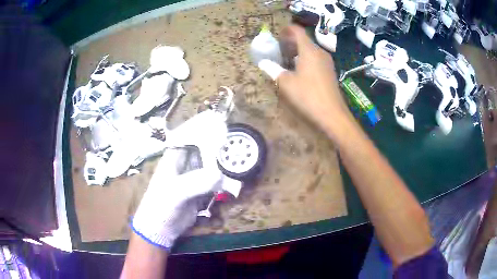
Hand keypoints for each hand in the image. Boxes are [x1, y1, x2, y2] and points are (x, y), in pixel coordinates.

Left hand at [131, 110, 228, 248]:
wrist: (160, 228)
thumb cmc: (161, 205)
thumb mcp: (175, 192)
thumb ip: (196, 182)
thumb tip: (220, 176)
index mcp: (174, 158)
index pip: (189, 137)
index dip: (203, 128)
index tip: (220, 122)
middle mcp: (184, 164)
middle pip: (203, 149)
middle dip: (217, 145)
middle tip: (235, 141)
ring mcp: (192, 178)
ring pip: (210, 165)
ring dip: (222, 163)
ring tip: (238, 159)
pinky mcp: (199, 191)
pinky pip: (213, 181)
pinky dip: (223, 180)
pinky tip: (233, 179)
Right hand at [259, 25, 352, 136]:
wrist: (332, 115)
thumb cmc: (308, 96)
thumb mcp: (286, 83)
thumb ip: (273, 70)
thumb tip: (263, 63)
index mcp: (309, 50)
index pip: (298, 31)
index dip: (287, 30)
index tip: (277, 37)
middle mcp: (320, 52)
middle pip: (304, 40)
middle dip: (290, 42)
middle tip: (278, 50)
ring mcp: (327, 62)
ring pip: (310, 50)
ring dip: (298, 52)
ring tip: (286, 61)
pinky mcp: (330, 72)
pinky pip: (316, 59)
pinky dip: (305, 59)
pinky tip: (299, 71)